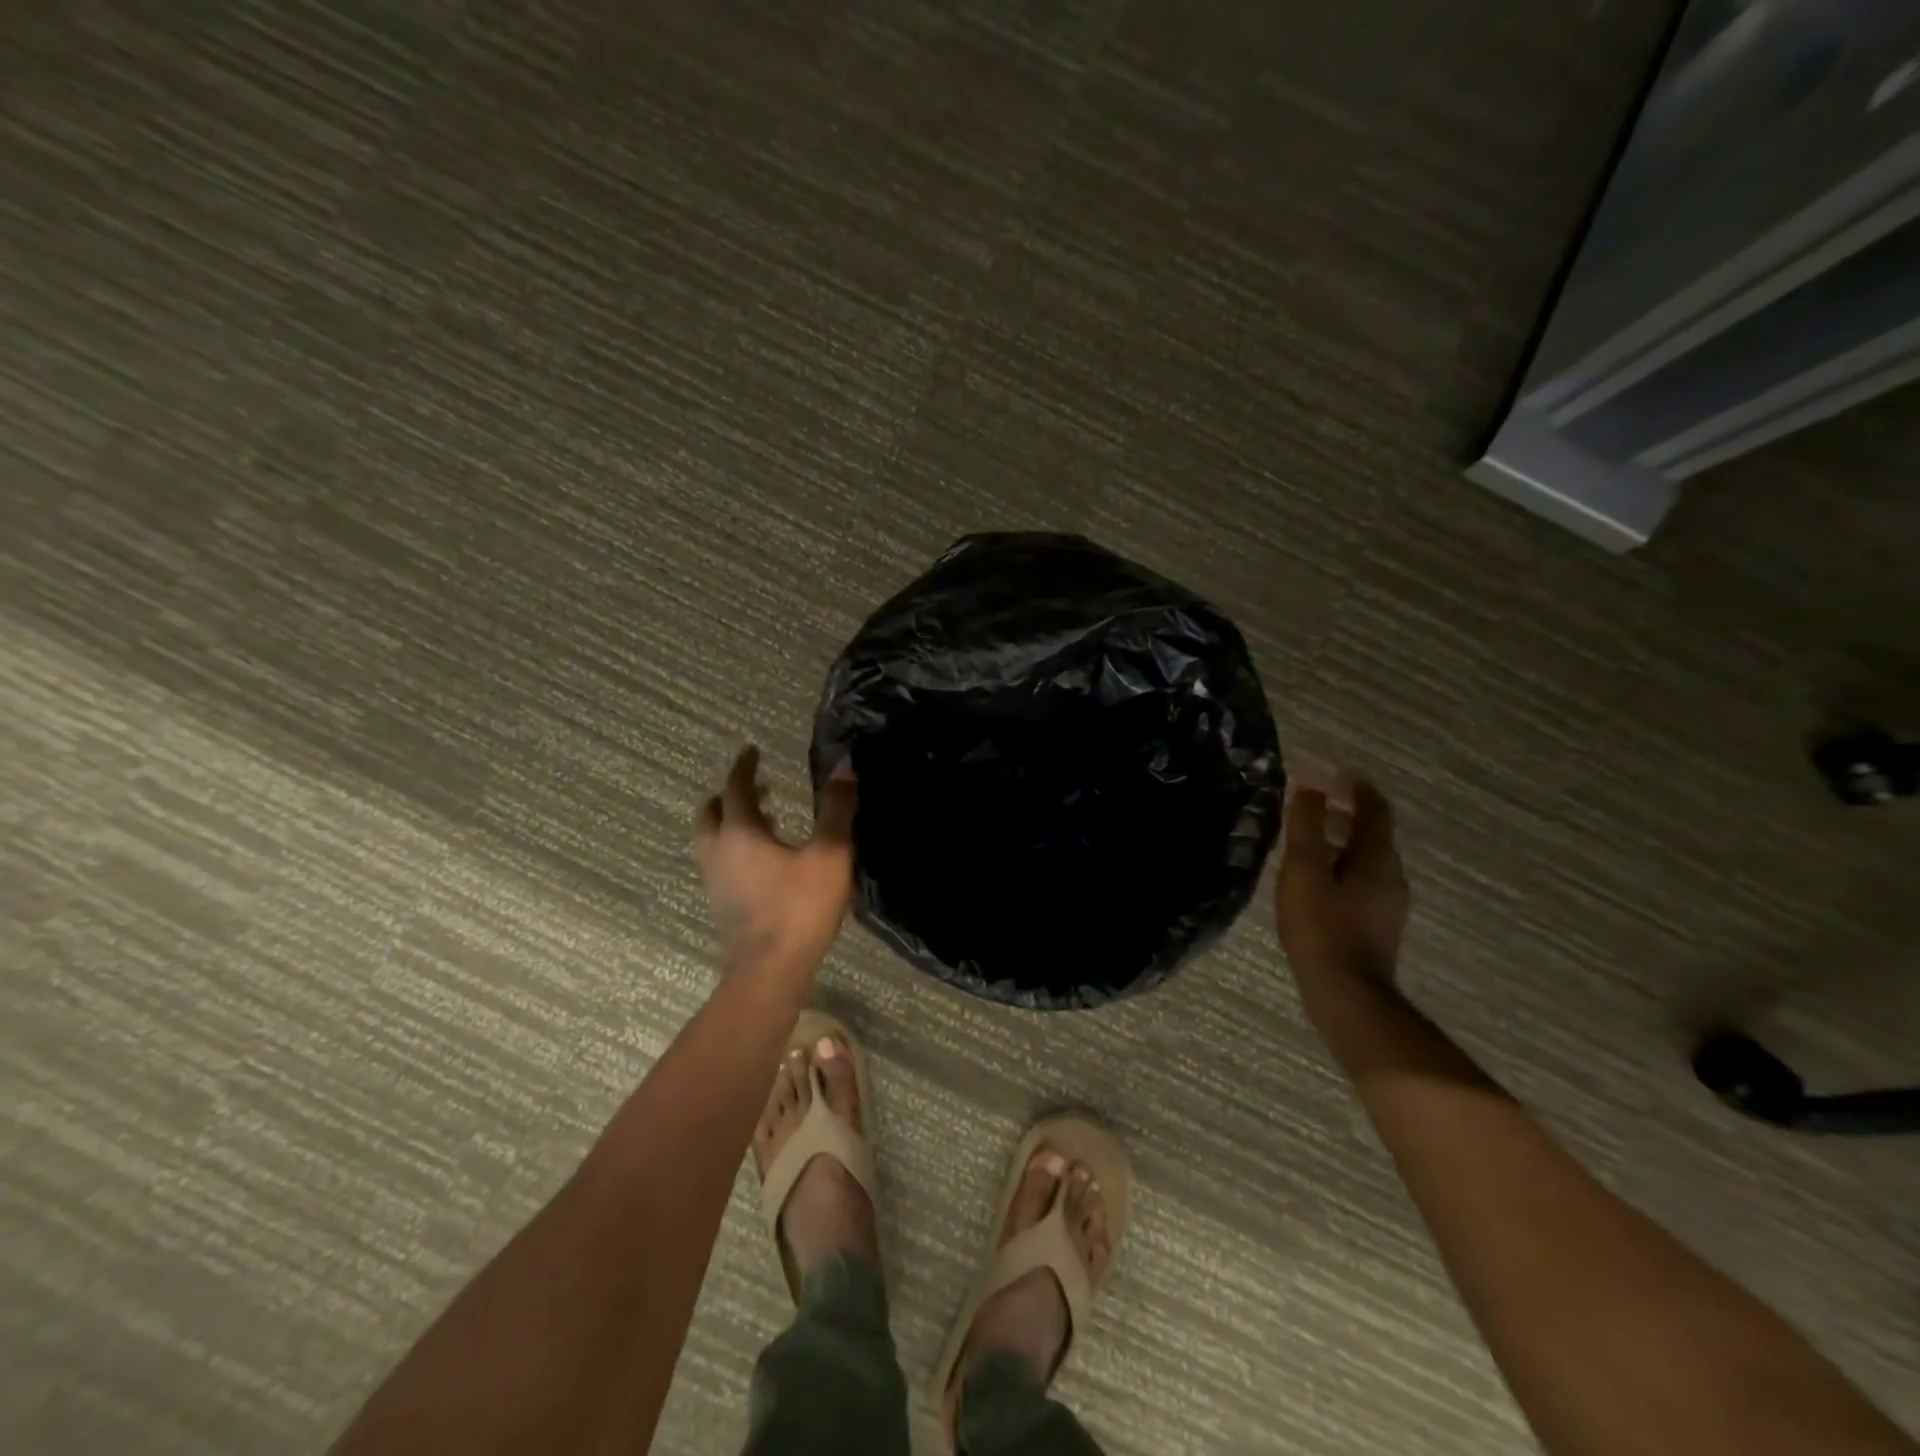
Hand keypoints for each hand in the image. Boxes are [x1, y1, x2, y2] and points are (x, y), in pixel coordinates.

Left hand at [694, 746, 857, 970]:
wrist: (770, 970)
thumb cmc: (800, 907)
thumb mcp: (830, 854)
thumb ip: (836, 809)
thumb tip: (845, 767)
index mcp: (740, 832)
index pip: (735, 787)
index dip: (745, 767)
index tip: (752, 752)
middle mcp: (718, 850)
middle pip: (711, 812)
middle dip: (731, 795)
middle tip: (759, 789)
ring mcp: (714, 879)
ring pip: (712, 838)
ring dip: (731, 822)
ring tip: (766, 821)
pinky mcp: (720, 903)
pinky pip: (720, 861)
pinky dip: (734, 847)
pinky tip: (763, 860)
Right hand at [1275, 779, 1409, 988]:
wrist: (1345, 994)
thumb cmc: (1322, 926)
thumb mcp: (1305, 869)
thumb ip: (1307, 826)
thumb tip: (1311, 786)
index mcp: (1377, 859)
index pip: (1375, 811)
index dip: (1357, 789)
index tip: (1337, 774)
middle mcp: (1391, 877)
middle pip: (1372, 836)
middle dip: (1344, 816)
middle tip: (1312, 807)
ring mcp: (1386, 905)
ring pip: (1365, 861)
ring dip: (1340, 844)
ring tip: (1306, 843)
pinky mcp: (1375, 927)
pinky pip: (1359, 883)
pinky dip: (1339, 868)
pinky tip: (1314, 882)